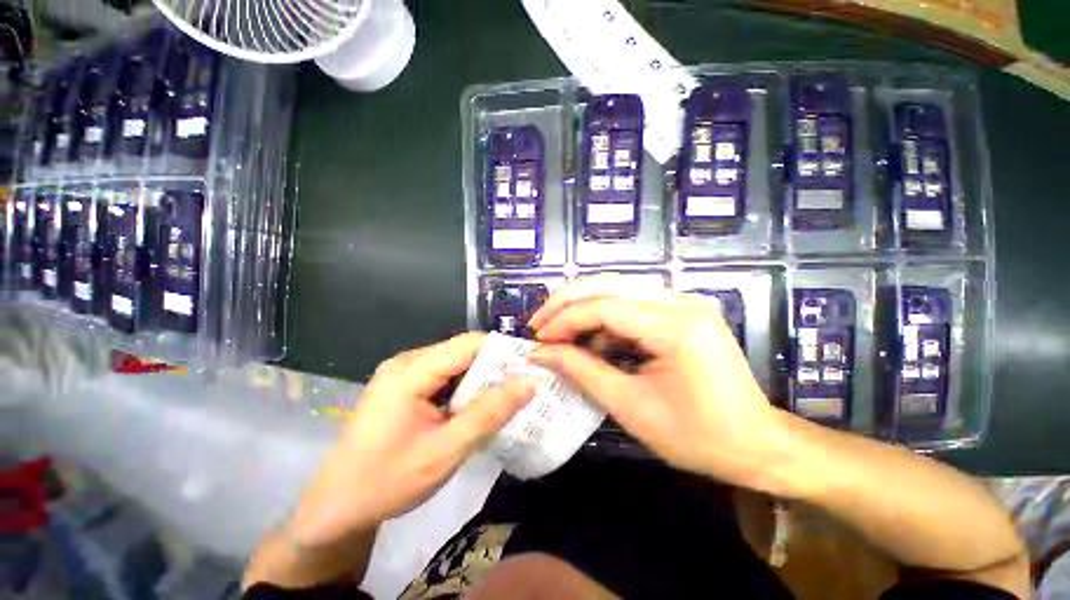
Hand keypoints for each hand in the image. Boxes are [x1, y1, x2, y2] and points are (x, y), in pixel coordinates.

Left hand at [288, 332, 533, 545]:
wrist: (336, 509)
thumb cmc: (388, 482)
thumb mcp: (446, 451)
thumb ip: (490, 413)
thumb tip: (529, 382)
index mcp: (410, 371)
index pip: (469, 344)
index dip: (503, 351)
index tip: (531, 367)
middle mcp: (406, 363)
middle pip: (463, 352)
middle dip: (494, 368)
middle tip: (523, 388)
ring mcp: (403, 373)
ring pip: (455, 364)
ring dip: (480, 380)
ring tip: (506, 399)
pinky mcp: (403, 386)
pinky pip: (443, 376)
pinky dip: (464, 389)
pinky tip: (476, 408)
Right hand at [527, 279, 786, 490]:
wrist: (756, 444)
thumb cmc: (697, 437)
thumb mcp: (630, 406)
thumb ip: (581, 371)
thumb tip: (540, 352)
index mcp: (677, 326)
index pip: (604, 307)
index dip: (564, 320)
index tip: (537, 339)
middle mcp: (682, 301)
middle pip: (609, 285)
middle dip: (566, 302)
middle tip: (538, 324)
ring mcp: (684, 302)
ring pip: (617, 289)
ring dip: (583, 308)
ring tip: (558, 332)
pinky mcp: (681, 310)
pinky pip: (632, 303)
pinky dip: (604, 318)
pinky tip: (591, 340)